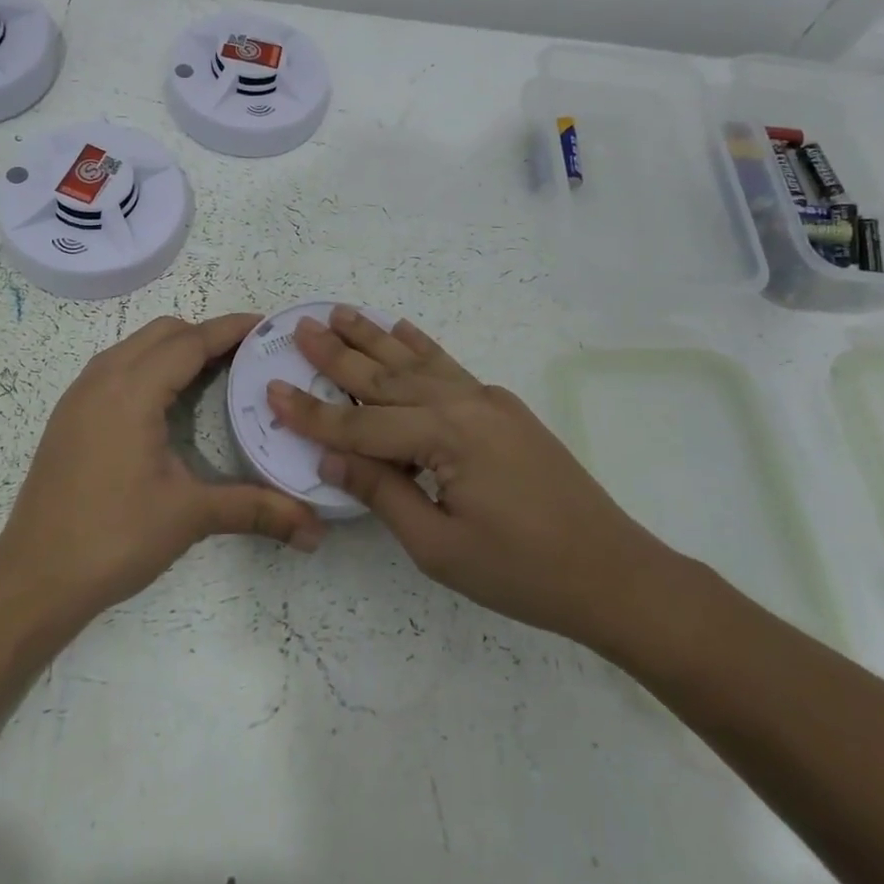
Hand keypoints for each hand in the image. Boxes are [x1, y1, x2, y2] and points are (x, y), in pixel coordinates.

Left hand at [0, 313, 324, 629]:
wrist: (33, 579)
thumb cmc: (113, 538)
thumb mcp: (189, 516)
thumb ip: (255, 510)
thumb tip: (315, 530)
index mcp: (132, 390)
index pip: (190, 341)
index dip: (230, 329)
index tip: (267, 325)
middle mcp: (102, 379)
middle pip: (162, 332)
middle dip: (205, 335)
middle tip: (246, 357)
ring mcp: (80, 396)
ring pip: (135, 346)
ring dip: (174, 349)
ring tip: (213, 374)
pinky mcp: (69, 416)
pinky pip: (116, 367)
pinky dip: (149, 366)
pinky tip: (167, 403)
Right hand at [267, 307, 677, 651]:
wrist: (613, 571)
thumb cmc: (521, 571)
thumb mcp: (438, 546)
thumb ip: (381, 493)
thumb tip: (330, 458)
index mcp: (444, 436)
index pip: (360, 424)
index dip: (312, 413)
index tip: (271, 389)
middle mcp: (463, 403)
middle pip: (386, 377)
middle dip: (339, 354)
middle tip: (301, 326)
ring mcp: (488, 400)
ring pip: (417, 362)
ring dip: (375, 337)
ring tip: (342, 312)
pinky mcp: (504, 408)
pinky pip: (450, 367)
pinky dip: (422, 346)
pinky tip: (403, 328)